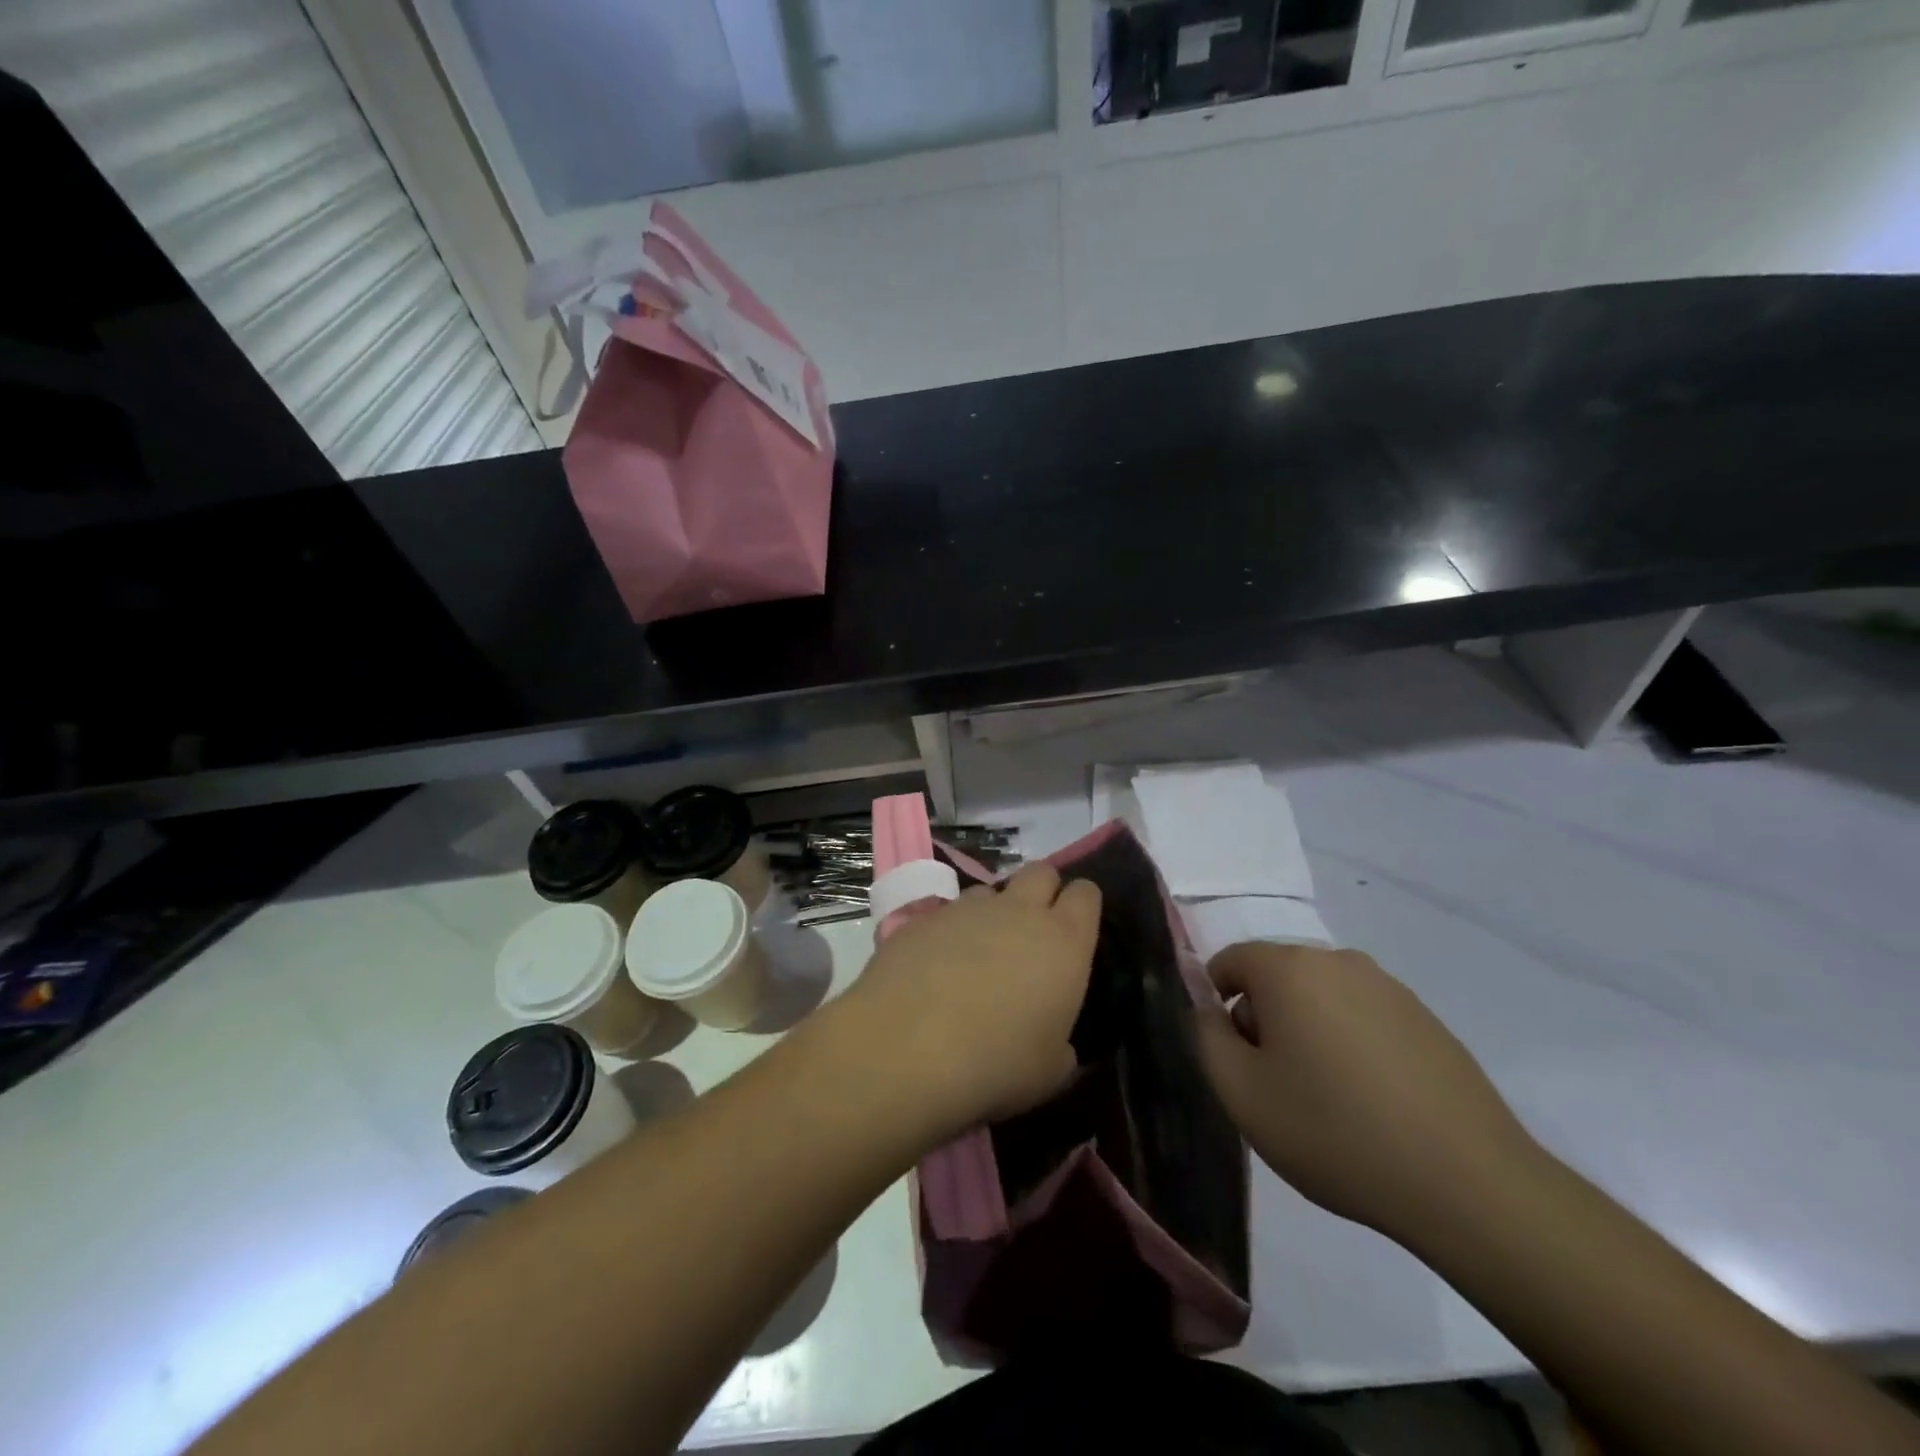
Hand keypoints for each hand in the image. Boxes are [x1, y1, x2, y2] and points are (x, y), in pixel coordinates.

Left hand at [834, 863, 1101, 1142]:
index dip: (1083, 907)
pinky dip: (951, 931)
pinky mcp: (924, 916)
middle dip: (1042, 892)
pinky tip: (938, 967)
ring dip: (993, 912)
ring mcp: (968, 908)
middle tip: (1033, 933)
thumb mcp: (1049, 1071)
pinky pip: (949, 913)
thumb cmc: (996, 1063)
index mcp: (1063, 940)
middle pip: (1041, 872)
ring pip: (991, 890)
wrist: (907, 1047)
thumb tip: (1056, 1043)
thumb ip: (1061, 1045)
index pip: (1086, 894)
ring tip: (981, 953)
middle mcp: (1019, 910)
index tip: (1076, 930)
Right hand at [1195, 942, 1542, 1247]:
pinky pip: (1364, 1016)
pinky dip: (1351, 1044)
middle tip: (1275, 1084)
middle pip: (1276, 976)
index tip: (1232, 1057)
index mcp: (1288, 969)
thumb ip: (1205, 1035)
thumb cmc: (1335, 1132)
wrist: (1469, 1185)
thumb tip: (1205, 1004)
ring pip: (1321, 996)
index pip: (1229, 961)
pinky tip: (1372, 1102)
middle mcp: (1338, 961)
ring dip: (1307, 1031)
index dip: (1216, 1004)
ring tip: (1326, 1098)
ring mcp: (1389, 988)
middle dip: (1263, 1018)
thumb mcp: (1240, 1093)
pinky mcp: (1426, 1019)